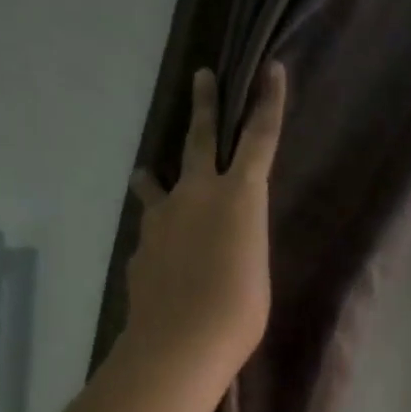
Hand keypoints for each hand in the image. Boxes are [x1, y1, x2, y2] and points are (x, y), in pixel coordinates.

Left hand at [124, 63, 285, 383]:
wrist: (180, 342)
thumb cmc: (239, 313)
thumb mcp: (254, 270)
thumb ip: (240, 242)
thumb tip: (219, 241)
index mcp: (239, 197)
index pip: (259, 139)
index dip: (268, 103)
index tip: (269, 69)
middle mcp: (197, 195)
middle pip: (199, 139)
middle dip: (204, 105)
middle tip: (201, 76)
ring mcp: (163, 219)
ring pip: (157, 185)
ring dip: (155, 177)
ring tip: (146, 175)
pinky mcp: (141, 247)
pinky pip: (151, 233)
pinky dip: (157, 237)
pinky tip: (161, 260)